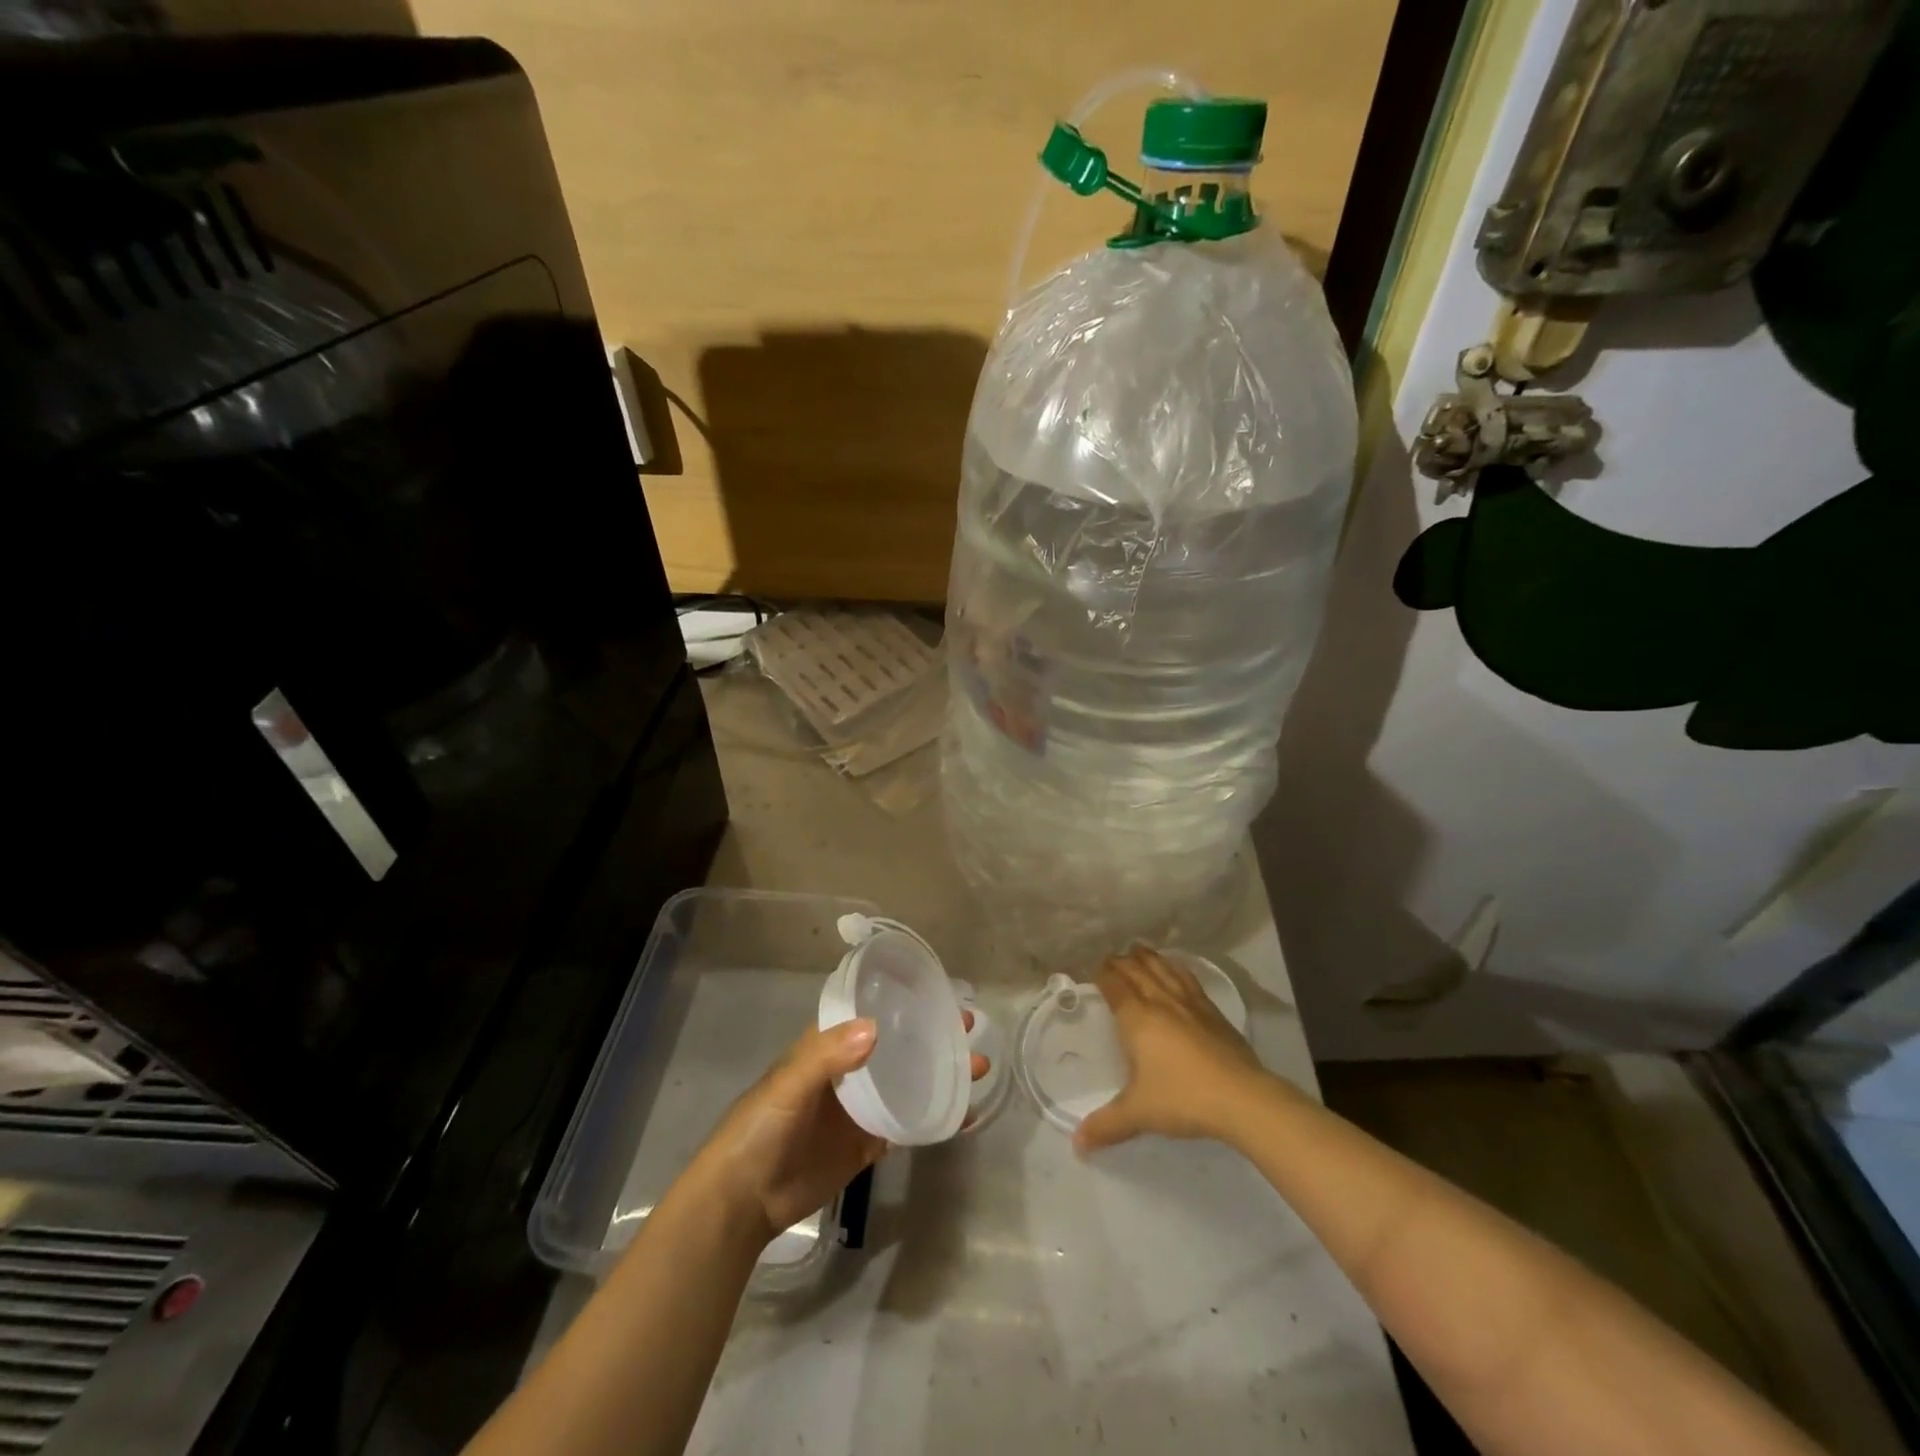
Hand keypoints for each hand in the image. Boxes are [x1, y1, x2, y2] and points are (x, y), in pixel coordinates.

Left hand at [689, 1015, 989, 1246]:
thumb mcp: (788, 1085)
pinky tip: (964, 1115)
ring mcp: (859, 1110)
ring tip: (978, 1068)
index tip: (939, 995)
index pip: (870, 1016)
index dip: (902, 1004)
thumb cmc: (759, 1130)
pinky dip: (934, 1119)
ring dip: (940, 1075)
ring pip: (907, 1084)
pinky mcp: (866, 1145)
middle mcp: (848, 1072)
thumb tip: (876, 1028)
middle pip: (897, 1048)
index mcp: (827, 1048)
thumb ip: (827, 1057)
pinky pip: (906, 1126)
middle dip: (932, 1037)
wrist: (743, 1202)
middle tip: (970, 1029)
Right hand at [1075, 946, 1271, 1153]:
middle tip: (1111, 958)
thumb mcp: (1138, 1113)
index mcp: (1137, 1018)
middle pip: (1137, 972)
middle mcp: (1160, 1002)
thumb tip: (1077, 1145)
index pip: (1115, 986)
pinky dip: (1177, 969)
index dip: (1103, 975)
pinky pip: (1189, 980)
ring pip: (1164, 970)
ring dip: (1149, 958)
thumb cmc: (1182, 1098)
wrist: (1241, 1097)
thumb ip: (1106, 1125)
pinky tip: (1177, 970)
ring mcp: (1189, 1004)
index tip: (1094, 968)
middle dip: (1121, 962)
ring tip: (1139, 950)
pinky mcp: (1213, 1012)